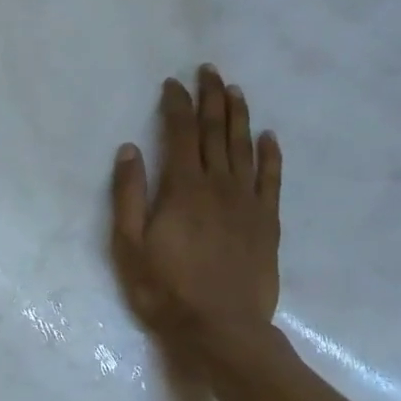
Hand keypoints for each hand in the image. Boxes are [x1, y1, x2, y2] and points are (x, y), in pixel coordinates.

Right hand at [111, 67, 282, 373]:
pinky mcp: (267, 223)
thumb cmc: (166, 289)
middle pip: (216, 132)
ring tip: (236, 90)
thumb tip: (130, 150)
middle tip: (210, 70)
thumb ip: (129, 195)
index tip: (172, 83)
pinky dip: (271, 155)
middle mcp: (219, 186)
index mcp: (183, 189)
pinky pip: (272, 180)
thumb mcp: (129, 245)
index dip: (177, 105)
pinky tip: (270, 137)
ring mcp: (248, 203)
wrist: (223, 329)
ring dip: (239, 116)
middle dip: (212, 98)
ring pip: (244, 148)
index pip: (181, 134)